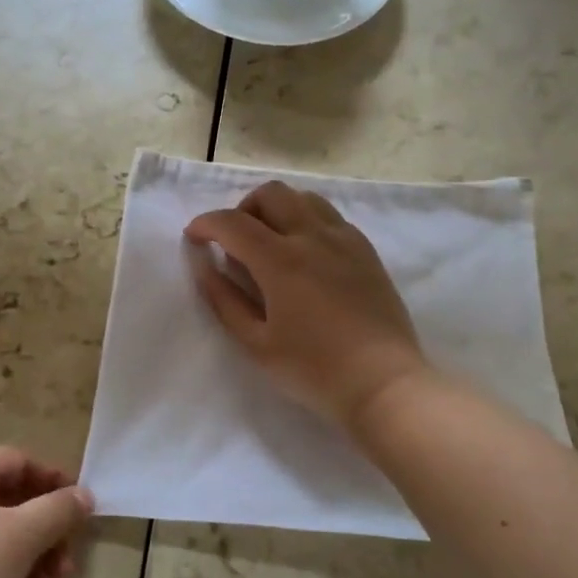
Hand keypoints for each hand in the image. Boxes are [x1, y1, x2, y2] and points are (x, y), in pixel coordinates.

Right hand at [185, 180, 430, 430]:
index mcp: (281, 260)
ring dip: (277, 209)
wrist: (384, 384)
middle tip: (234, 241)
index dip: (206, 224)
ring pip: (304, 198)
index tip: (193, 237)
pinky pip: (329, 216)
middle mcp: (313, 237)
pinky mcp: (365, 250)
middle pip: (271, 193)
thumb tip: (204, 265)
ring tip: (269, 243)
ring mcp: (344, 240)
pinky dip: (306, 221)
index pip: (233, 222)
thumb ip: (224, 299)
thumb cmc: (314, 370)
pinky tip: (304, 255)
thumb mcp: (256, 343)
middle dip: (242, 208)